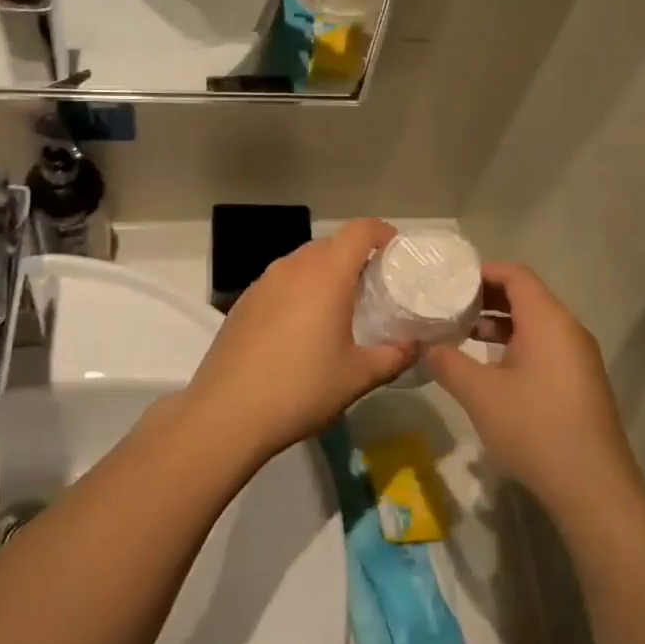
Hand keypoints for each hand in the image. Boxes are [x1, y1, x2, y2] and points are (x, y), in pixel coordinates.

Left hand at [183, 219, 417, 462]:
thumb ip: (394, 356)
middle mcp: (293, 266)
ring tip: (340, 308)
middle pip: (331, 243)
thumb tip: (417, 345)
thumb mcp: (358, 376)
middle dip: (356, 257)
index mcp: (326, 274)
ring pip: (303, 262)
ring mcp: (263, 282)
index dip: (383, 233)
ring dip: (326, 273)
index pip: (360, 230)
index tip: (397, 254)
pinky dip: (300, 290)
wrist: (227, 412)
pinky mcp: (243, 302)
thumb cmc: (301, 388)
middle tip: (375, 287)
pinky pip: (281, 282)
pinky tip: (302, 327)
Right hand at [425, 263, 635, 510]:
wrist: (592, 485)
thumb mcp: (479, 393)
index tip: (450, 280)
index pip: (515, 275)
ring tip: (463, 333)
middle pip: (526, 296)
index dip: (482, 271)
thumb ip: (449, 362)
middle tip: (449, 305)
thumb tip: (429, 347)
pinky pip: (545, 346)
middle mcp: (568, 329)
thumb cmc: (533, 427)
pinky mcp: (580, 381)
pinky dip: (516, 344)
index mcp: (547, 320)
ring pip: (535, 323)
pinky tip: (491, 367)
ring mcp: (579, 357)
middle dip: (486, 297)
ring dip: (499, 323)